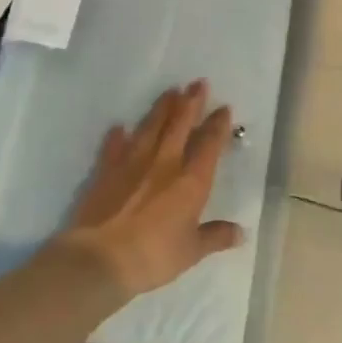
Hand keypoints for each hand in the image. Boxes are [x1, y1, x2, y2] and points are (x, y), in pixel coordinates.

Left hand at [64, 82, 244, 296]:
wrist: (100, 260)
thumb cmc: (154, 256)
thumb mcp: (191, 251)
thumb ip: (215, 236)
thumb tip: (241, 233)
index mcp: (191, 181)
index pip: (209, 144)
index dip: (218, 125)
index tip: (224, 108)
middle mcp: (165, 163)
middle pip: (180, 125)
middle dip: (191, 102)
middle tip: (198, 82)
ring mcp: (132, 164)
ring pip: (150, 128)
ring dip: (161, 108)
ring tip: (170, 91)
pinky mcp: (106, 172)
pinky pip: (114, 147)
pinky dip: (117, 136)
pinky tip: (119, 126)